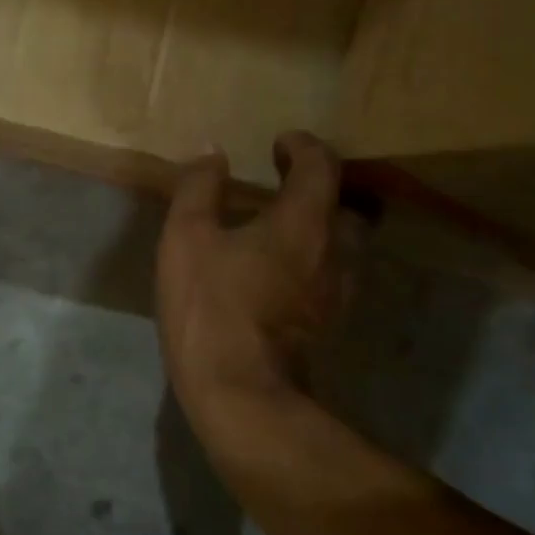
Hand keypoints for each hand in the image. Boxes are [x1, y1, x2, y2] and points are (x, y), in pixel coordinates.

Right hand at [156, 133, 354, 424]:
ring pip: (347, 244)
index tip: (280, 143)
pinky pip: (335, 274)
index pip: (321, 165)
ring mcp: (338, 291)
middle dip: (322, 188)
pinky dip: (317, 258)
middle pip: (348, 205)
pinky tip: (284, 270)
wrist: (240, 391)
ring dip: (323, 225)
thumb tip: (212, 151)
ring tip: (286, 226)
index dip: (303, 146)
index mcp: (303, 221)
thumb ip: (199, 188)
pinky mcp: (331, 322)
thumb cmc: (210, 305)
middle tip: (288, 185)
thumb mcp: (186, 237)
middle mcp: (335, 250)